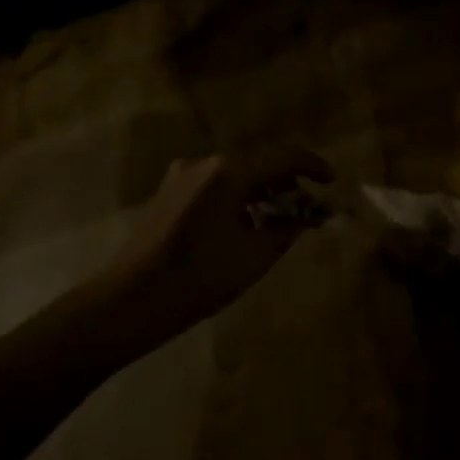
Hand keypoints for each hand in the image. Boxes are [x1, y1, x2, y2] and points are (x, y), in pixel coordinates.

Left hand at [114, 147, 334, 326]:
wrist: (129, 301)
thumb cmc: (198, 277)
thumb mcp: (254, 256)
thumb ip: (287, 229)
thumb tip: (304, 217)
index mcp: (229, 172)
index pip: (284, 157)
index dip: (313, 167)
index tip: (331, 183)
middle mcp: (205, 163)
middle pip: (259, 163)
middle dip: (287, 183)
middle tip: (306, 210)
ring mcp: (182, 176)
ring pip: (236, 175)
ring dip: (262, 192)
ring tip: (278, 221)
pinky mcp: (169, 193)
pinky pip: (216, 185)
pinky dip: (238, 198)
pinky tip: (245, 225)